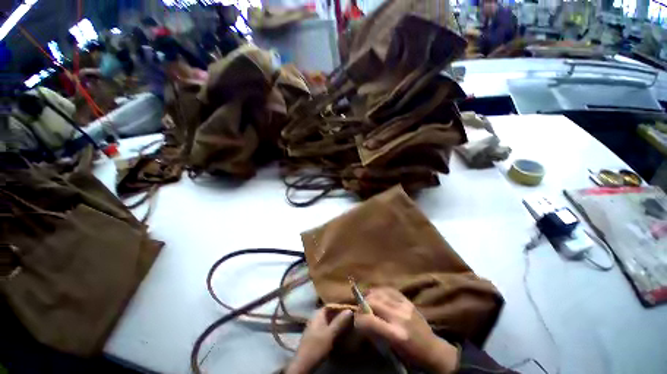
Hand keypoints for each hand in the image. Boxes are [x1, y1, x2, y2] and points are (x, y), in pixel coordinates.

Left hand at [286, 308, 352, 373]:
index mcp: (317, 315)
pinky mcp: (314, 338)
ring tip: (346, 325)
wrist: (303, 364)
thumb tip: (349, 310)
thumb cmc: (316, 346)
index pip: (328, 305)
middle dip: (338, 315)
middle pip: (328, 314)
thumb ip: (339, 322)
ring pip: (327, 323)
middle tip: (349, 316)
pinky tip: (338, 334)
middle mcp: (315, 319)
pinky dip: (332, 330)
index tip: (348, 307)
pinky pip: (325, 330)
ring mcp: (314, 329)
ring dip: (335, 323)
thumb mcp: (330, 334)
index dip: (338, 306)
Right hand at [354, 288, 458, 373]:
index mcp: (395, 334)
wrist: (433, 350)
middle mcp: (399, 316)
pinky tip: (376, 294)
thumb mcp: (391, 350)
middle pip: (372, 302)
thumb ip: (375, 333)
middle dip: (362, 305)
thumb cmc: (410, 356)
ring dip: (369, 296)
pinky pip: (389, 289)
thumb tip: (361, 320)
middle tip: (360, 310)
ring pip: (379, 293)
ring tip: (366, 301)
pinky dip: (379, 291)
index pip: (368, 319)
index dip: (358, 319)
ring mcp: (404, 306)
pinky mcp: (408, 300)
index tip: (356, 320)